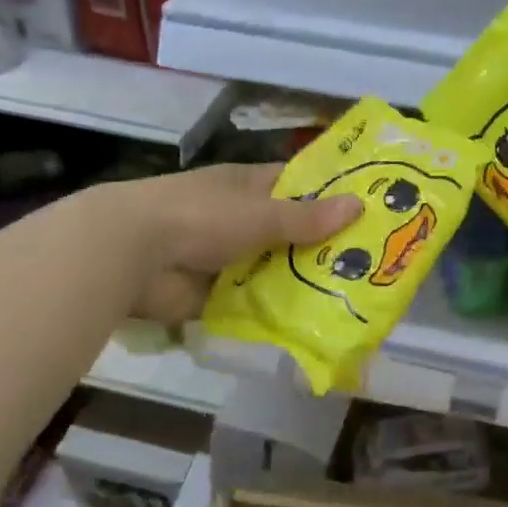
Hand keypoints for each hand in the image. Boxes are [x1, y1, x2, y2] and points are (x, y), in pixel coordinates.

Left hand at [113, 163, 362, 322]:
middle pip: (291, 232)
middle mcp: (241, 219)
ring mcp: (229, 258)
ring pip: (277, 269)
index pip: (297, 185)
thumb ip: (307, 217)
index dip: (330, 193)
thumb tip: (359, 206)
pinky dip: (279, 310)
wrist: (131, 254)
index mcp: (248, 187)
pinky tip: (316, 321)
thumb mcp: (260, 213)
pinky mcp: (218, 294)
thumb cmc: (199, 216)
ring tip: (355, 295)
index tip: (371, 206)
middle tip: (375, 261)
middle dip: (325, 246)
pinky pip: (257, 302)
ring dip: (305, 282)